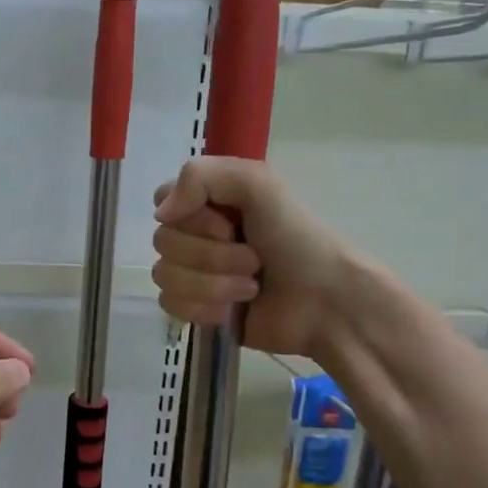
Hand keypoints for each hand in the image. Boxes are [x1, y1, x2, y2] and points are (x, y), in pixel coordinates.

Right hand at [152, 157, 354, 356]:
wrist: (326, 303)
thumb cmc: (298, 240)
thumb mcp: (259, 185)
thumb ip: (201, 176)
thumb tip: (161, 214)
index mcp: (209, 201)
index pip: (162, 200)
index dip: (190, 216)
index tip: (226, 223)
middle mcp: (196, 234)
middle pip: (163, 242)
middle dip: (211, 255)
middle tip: (253, 259)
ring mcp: (193, 273)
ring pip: (165, 276)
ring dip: (212, 284)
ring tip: (250, 287)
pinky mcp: (195, 309)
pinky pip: (170, 305)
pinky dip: (203, 308)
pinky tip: (231, 312)